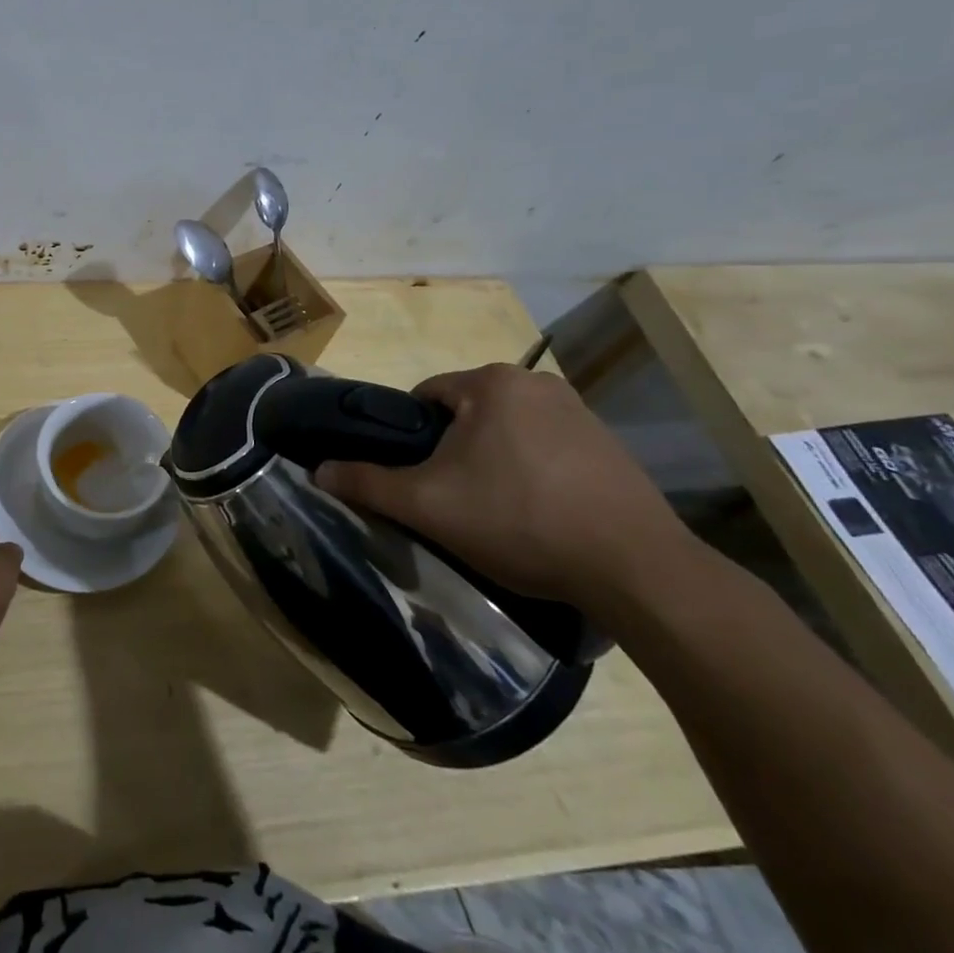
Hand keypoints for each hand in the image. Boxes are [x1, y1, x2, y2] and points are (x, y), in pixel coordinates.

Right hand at [316, 364, 700, 617]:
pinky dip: (532, 473)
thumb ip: (367, 482)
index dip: (410, 438)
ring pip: (506, 432)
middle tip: (452, 500)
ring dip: (492, 462)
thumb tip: (317, 471)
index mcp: (492, 382)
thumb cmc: (520, 521)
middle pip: (466, 414)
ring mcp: (581, 412)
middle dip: (452, 452)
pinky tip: (538, 515)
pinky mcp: (610, 446)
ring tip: (496, 513)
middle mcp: (537, 383)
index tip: (417, 479)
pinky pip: (547, 449)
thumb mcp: (428, 505)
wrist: (636, 569)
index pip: (424, 397)